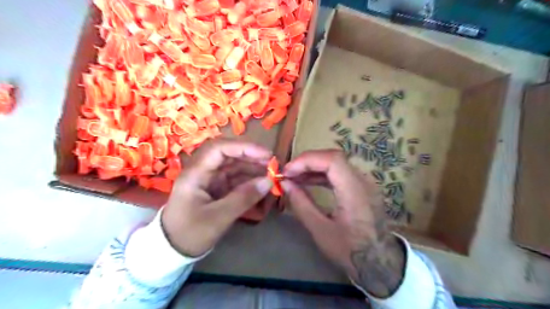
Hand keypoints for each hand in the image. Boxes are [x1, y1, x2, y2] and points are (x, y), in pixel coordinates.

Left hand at [162, 138, 273, 256]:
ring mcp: (210, 179)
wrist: (172, 250)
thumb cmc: (190, 233)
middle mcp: (203, 171)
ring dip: (253, 169)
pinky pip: (235, 179)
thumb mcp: (218, 217)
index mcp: (196, 173)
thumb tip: (268, 181)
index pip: (219, 148)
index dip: (244, 148)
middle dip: (252, 157)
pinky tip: (262, 185)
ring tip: (271, 175)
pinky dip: (249, 181)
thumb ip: (244, 198)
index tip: (266, 154)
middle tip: (273, 165)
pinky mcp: (216, 188)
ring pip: (234, 166)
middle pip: (229, 155)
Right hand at [281, 150, 404, 296]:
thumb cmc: (350, 250)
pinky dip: (322, 174)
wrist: (379, 261)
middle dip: (307, 162)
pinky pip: (340, 173)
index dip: (307, 160)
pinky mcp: (362, 187)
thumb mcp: (320, 230)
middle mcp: (363, 181)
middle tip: (288, 173)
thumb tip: (285, 183)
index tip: (287, 171)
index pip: (332, 160)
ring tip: (294, 177)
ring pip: (336, 163)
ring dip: (313, 167)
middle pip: (333, 157)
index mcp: (355, 191)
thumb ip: (301, 204)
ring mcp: (365, 182)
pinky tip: (308, 181)